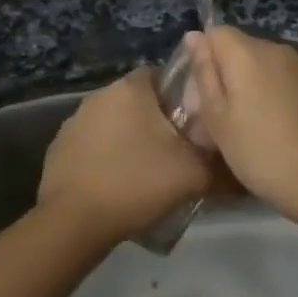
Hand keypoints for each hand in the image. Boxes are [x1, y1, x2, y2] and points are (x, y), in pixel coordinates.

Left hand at [37, 68, 213, 244]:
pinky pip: (93, 146)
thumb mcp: (193, 174)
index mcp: (131, 87)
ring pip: (115, 123)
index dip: (181, 98)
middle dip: (156, 122)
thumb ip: (220, 162)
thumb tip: (238, 162)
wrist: (73, 221)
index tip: (193, 126)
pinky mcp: (59, 147)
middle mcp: (100, 94)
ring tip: (147, 175)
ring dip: (130, 141)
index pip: (162, 76)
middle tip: (176, 153)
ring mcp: (75, 120)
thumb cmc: (136, 182)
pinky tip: (117, 187)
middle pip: (138, 101)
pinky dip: (106, 159)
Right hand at [181, 27, 297, 218]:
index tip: (201, 95)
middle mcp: (275, 48)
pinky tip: (276, 127)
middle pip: (240, 48)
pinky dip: (274, 94)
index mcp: (246, 52)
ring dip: (251, 85)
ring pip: (263, 65)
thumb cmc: (260, 151)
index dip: (203, 60)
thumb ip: (204, 73)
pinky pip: (284, 78)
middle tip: (219, 118)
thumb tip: (194, 36)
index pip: (215, 33)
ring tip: (249, 126)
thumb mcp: (217, 118)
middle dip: (226, 74)